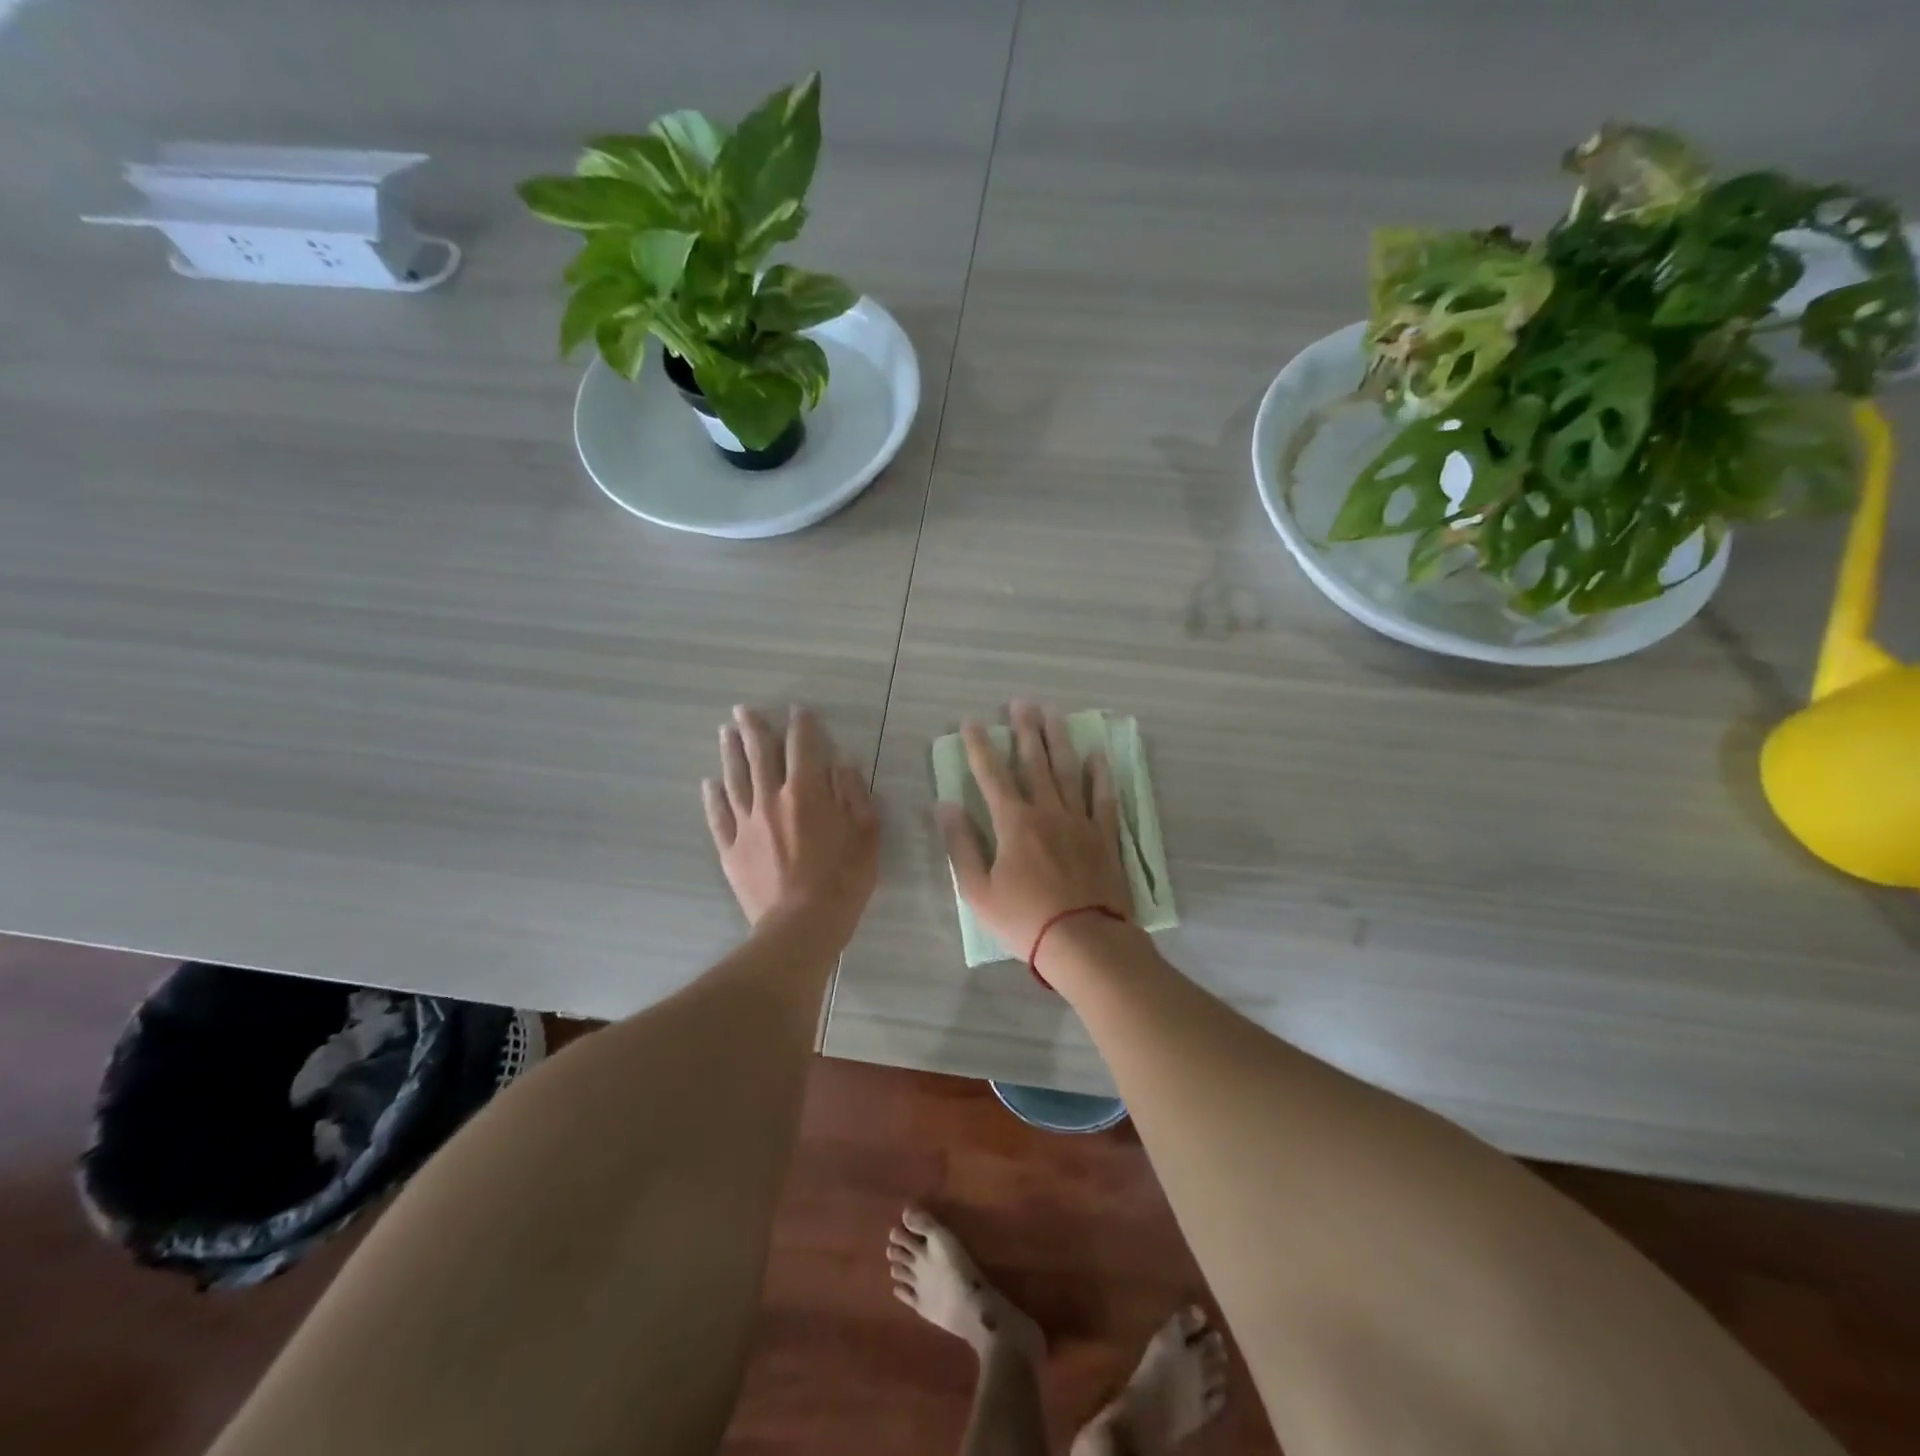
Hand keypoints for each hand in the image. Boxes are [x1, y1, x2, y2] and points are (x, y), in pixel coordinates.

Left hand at [703, 705, 879, 947]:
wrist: (801, 926)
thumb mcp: (866, 834)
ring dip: (730, 753)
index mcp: (807, 792)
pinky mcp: (731, 850)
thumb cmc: (843, 880)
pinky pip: (719, 817)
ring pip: (735, 779)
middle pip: (759, 756)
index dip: (801, 726)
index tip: (797, 711)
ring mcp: (747, 825)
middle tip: (743, 710)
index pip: (803, 748)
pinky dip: (713, 798)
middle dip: (753, 729)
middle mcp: (771, 799)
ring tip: (725, 733)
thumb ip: (854, 793)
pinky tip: (710, 784)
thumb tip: (842, 762)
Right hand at [937, 701, 1131, 960]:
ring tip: (1054, 714)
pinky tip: (1097, 756)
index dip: (979, 747)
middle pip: (1033, 762)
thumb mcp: (978, 890)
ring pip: (1068, 771)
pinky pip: (1103, 798)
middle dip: (1024, 731)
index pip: (991, 775)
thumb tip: (945, 805)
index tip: (972, 722)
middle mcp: (1047, 812)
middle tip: (1021, 703)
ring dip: (1058, 740)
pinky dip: (1100, 775)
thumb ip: (961, 845)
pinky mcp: (1104, 836)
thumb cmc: (1024, 920)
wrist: (1084, 942)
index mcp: (1014, 823)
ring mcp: (1079, 821)